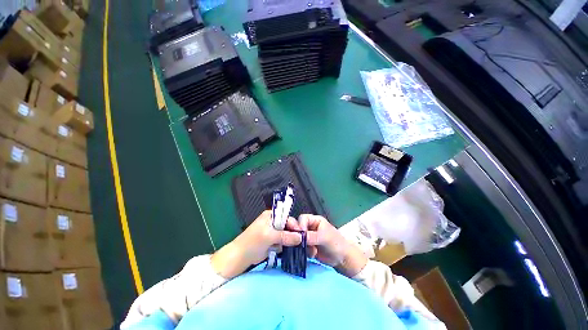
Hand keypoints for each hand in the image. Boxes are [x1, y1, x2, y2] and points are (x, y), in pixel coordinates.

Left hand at [211, 211, 301, 278]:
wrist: (238, 258)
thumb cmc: (252, 243)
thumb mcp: (269, 236)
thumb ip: (285, 236)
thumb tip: (300, 237)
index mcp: (271, 216)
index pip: (287, 217)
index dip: (295, 225)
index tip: (303, 234)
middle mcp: (273, 222)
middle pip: (288, 226)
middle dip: (294, 234)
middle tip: (303, 243)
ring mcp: (273, 233)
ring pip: (287, 235)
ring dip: (292, 241)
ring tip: (300, 248)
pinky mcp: (273, 242)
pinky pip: (283, 243)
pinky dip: (287, 247)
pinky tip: (293, 251)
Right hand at [299, 214, 367, 276]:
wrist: (342, 259)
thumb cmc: (336, 243)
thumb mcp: (324, 237)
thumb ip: (311, 236)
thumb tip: (298, 236)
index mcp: (315, 220)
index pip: (303, 219)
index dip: (300, 225)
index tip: (300, 235)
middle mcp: (310, 227)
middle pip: (298, 228)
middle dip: (299, 236)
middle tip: (302, 244)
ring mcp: (309, 237)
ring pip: (298, 238)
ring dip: (303, 245)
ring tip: (312, 251)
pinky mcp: (308, 247)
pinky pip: (301, 247)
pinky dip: (305, 251)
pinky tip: (313, 255)